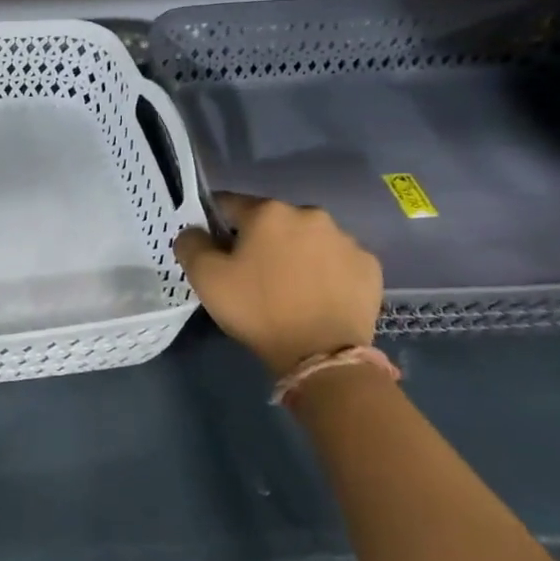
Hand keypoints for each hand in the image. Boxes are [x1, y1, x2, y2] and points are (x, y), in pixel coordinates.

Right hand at [175, 195, 382, 375]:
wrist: (321, 355)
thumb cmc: (257, 310)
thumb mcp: (205, 278)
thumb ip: (190, 244)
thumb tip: (195, 231)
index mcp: (268, 212)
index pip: (229, 204)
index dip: (216, 225)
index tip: (215, 250)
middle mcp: (309, 214)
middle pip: (272, 221)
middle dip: (260, 240)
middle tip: (251, 275)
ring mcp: (345, 239)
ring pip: (307, 239)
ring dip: (295, 254)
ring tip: (288, 289)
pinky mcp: (369, 266)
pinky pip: (336, 261)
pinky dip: (325, 272)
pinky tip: (317, 297)